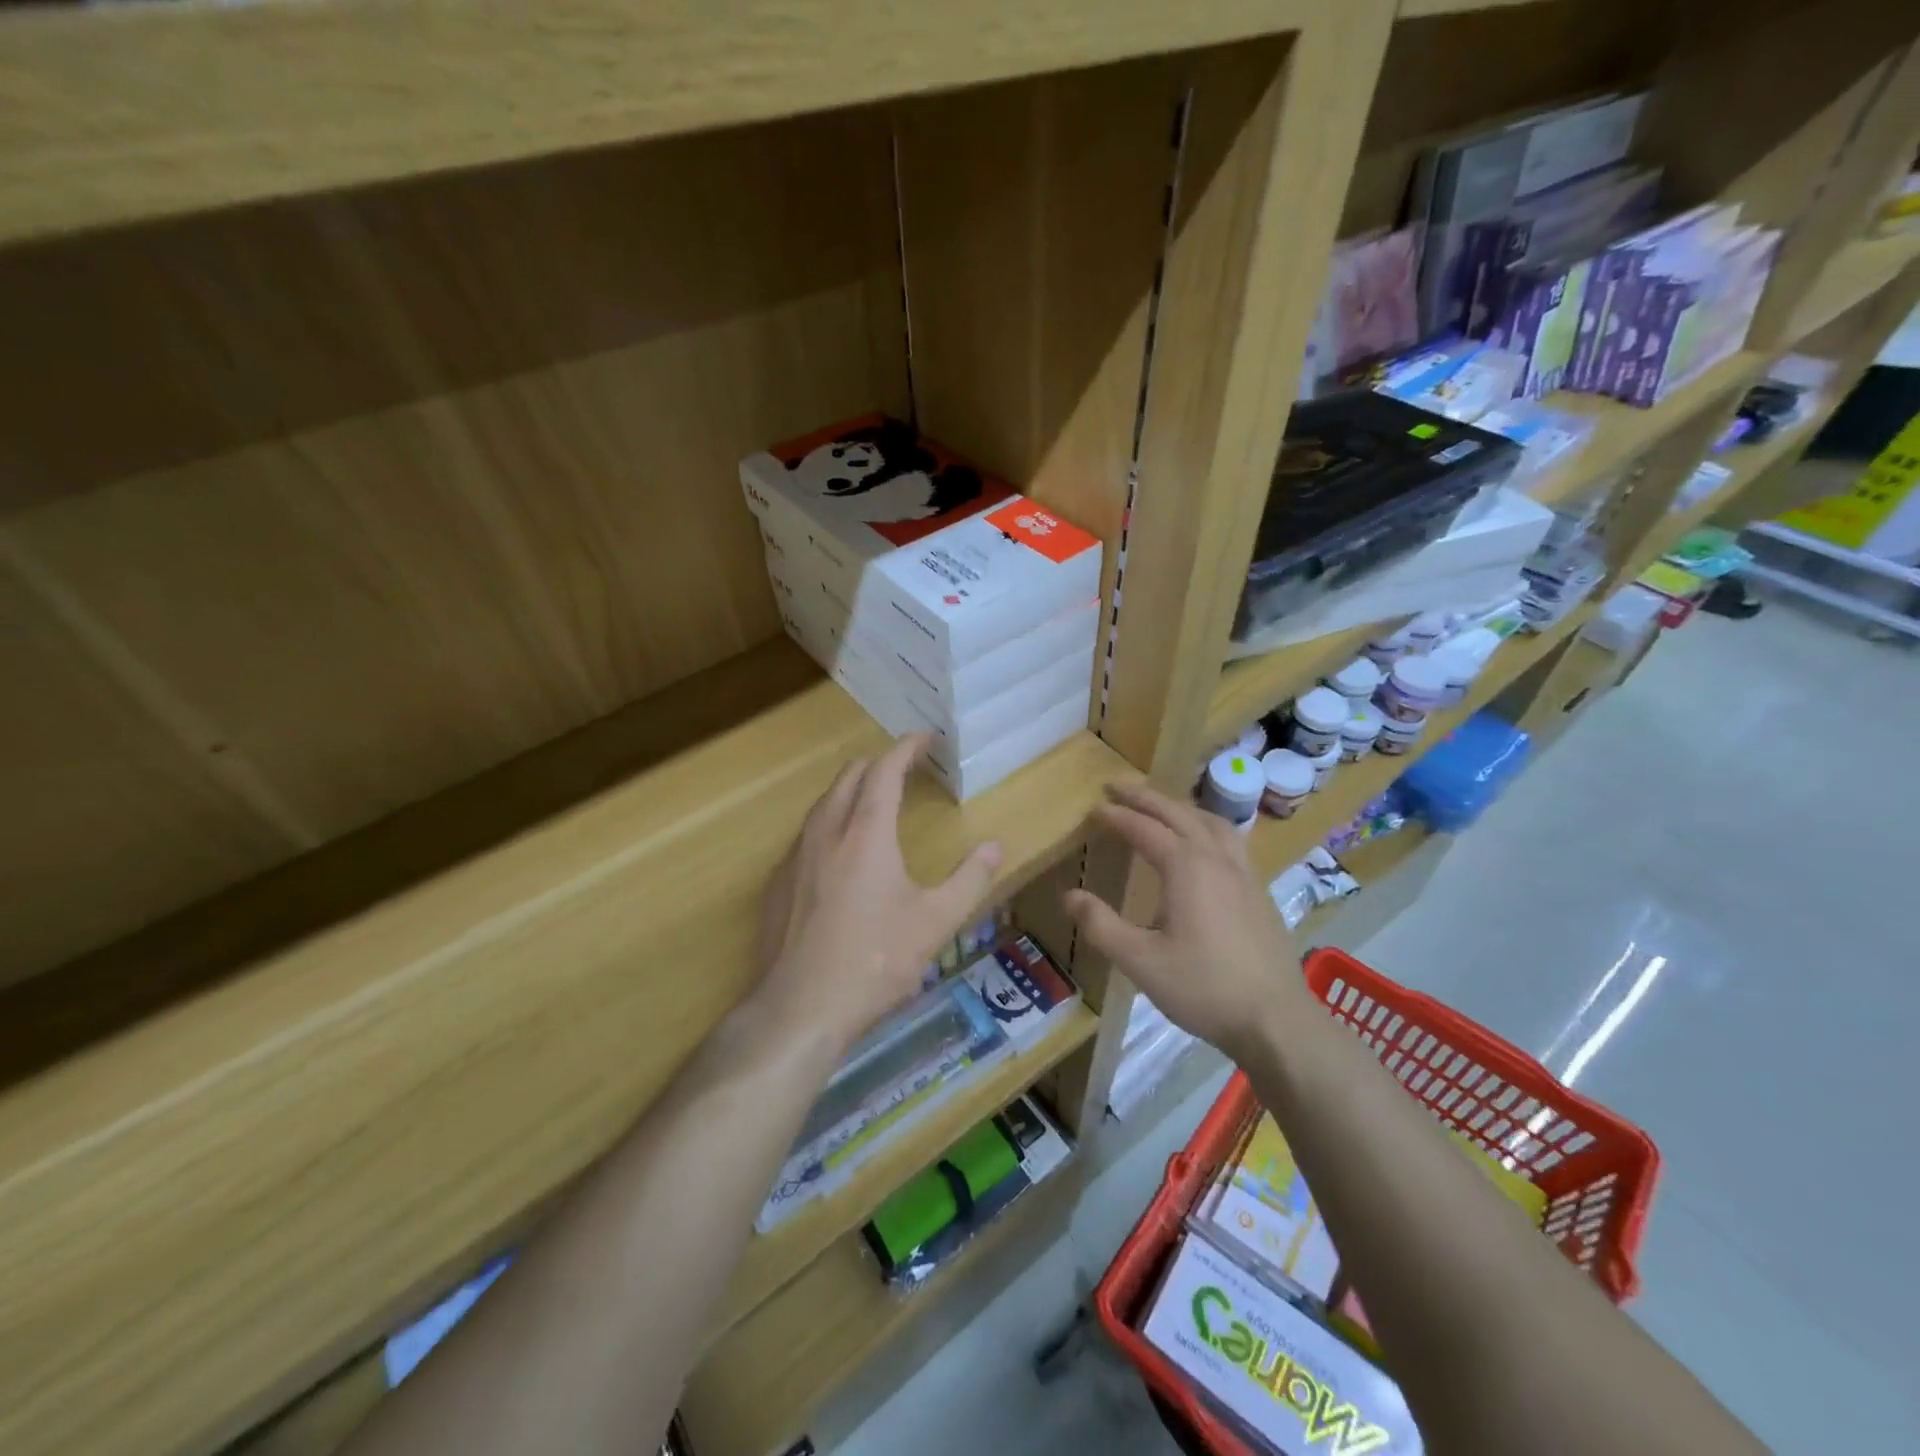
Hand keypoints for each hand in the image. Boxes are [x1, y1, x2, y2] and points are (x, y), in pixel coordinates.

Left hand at [755, 735, 1002, 1046]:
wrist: (800, 1007)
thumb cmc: (875, 960)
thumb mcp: (935, 922)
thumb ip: (970, 879)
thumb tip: (995, 846)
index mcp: (867, 832)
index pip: (885, 770)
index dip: (906, 748)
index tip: (925, 738)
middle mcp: (827, 831)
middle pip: (849, 776)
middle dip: (878, 764)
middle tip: (905, 769)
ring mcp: (795, 855)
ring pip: (824, 803)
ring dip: (852, 791)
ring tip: (875, 803)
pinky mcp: (777, 881)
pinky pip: (807, 833)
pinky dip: (831, 822)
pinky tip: (840, 853)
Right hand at [1065, 782, 1309, 1061]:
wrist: (1276, 1020)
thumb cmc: (1204, 988)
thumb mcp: (1141, 962)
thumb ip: (1101, 925)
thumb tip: (1069, 896)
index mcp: (1187, 868)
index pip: (1145, 829)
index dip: (1118, 816)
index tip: (1096, 807)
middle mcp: (1217, 859)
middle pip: (1179, 813)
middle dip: (1146, 796)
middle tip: (1118, 785)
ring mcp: (1244, 873)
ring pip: (1211, 822)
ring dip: (1180, 807)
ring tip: (1160, 807)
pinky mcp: (1259, 891)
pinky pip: (1230, 840)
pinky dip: (1207, 826)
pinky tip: (1205, 845)